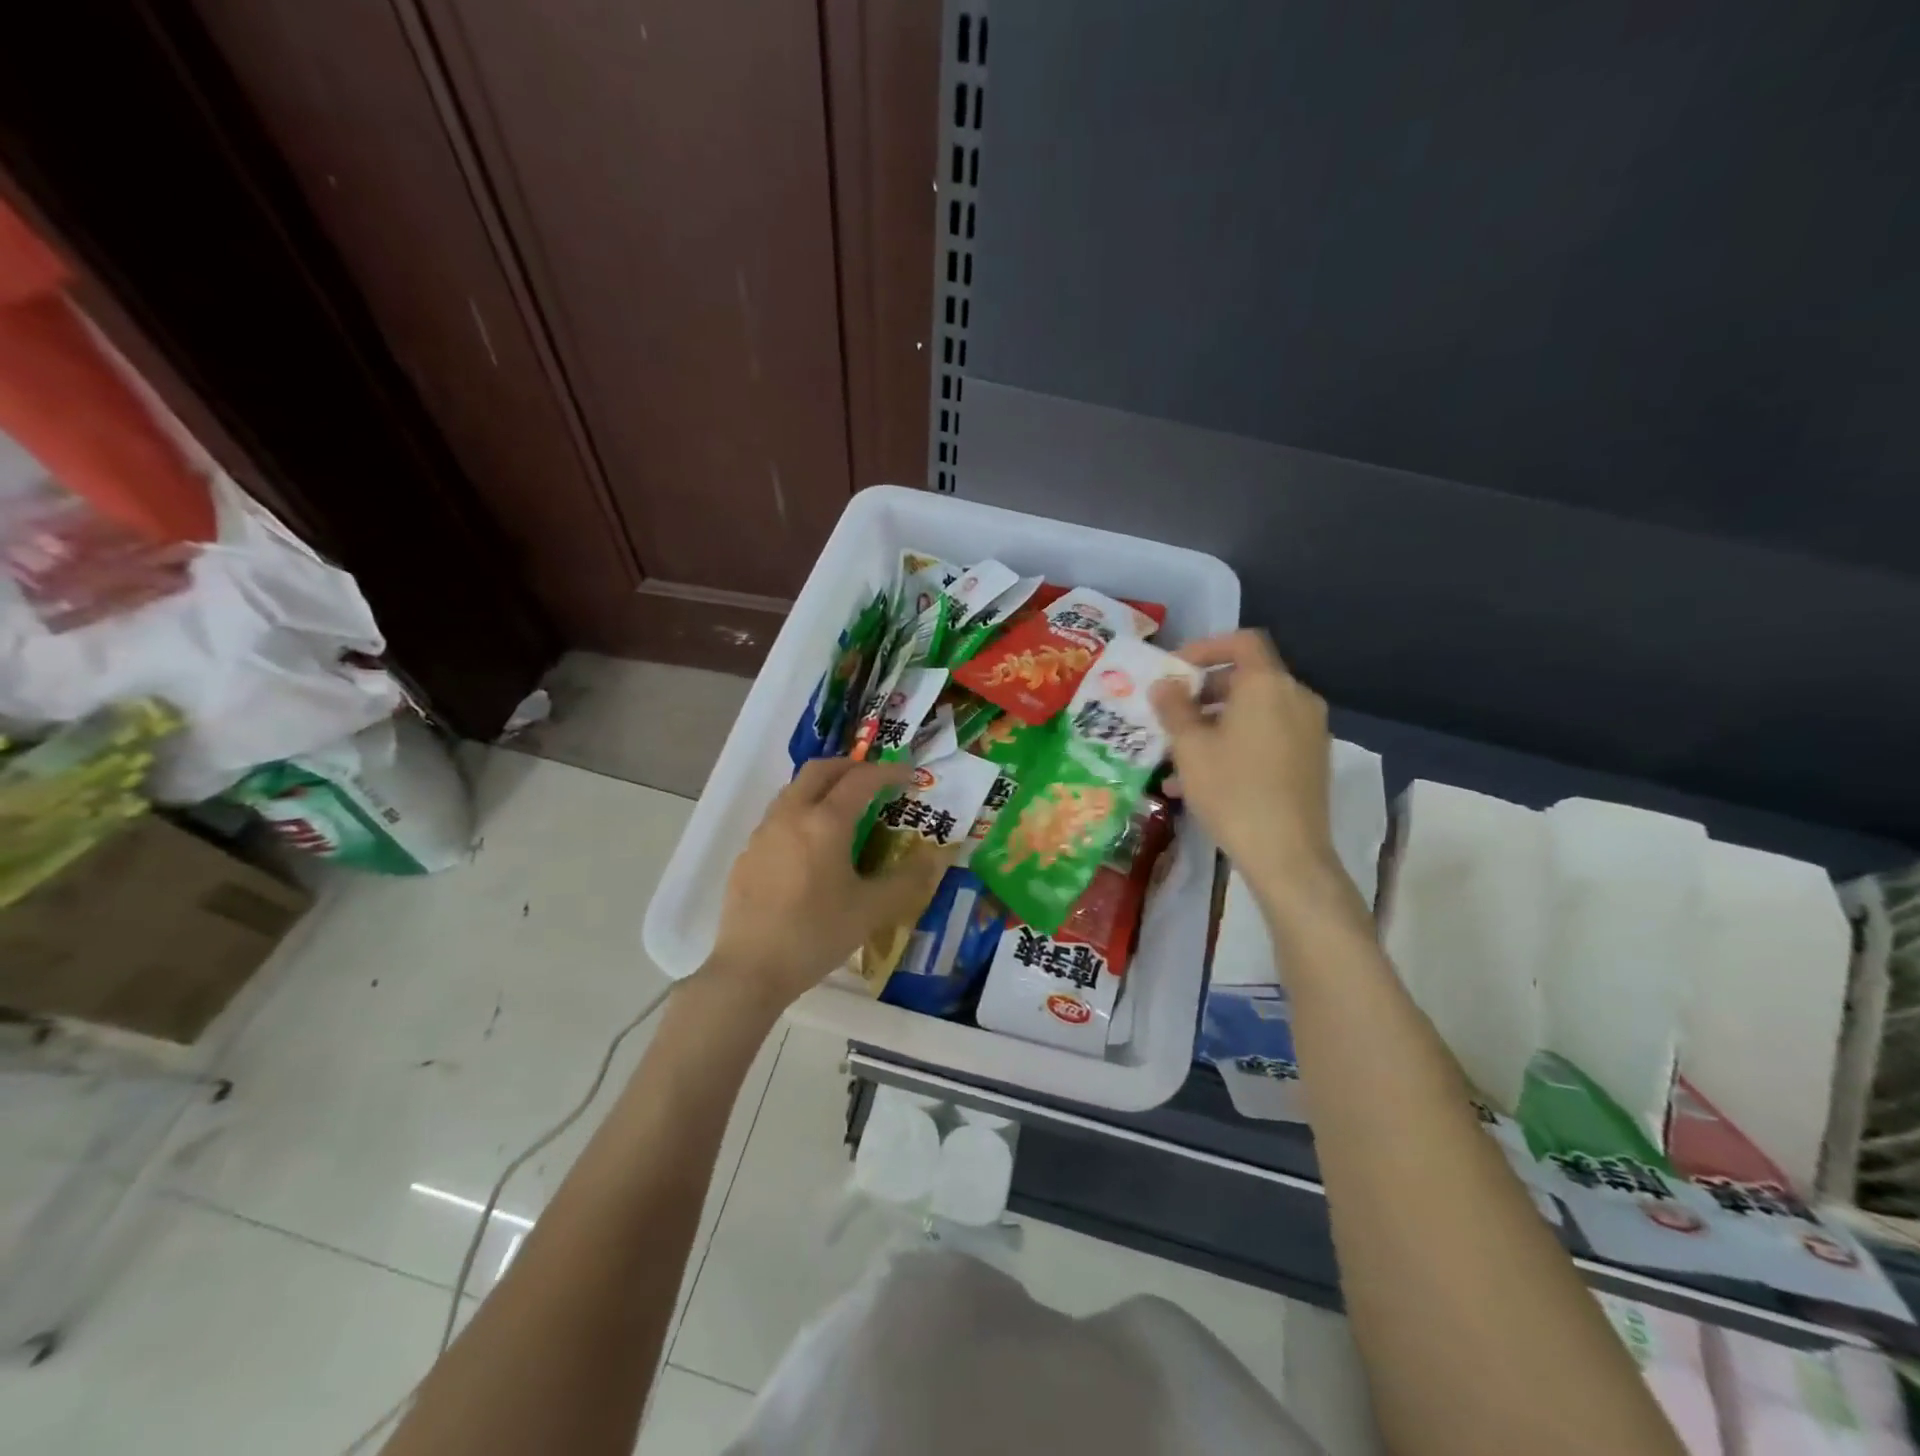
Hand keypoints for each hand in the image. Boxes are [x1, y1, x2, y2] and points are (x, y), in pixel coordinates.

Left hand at [706, 757, 948, 1008]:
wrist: (750, 969)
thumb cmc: (816, 934)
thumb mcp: (872, 910)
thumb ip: (907, 880)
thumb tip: (934, 858)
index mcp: (825, 822)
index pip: (861, 779)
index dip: (889, 771)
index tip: (909, 775)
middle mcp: (791, 815)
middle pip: (820, 770)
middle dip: (851, 766)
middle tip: (874, 780)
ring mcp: (764, 833)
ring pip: (794, 789)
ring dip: (822, 786)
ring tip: (843, 807)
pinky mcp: (748, 854)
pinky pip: (778, 816)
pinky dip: (802, 811)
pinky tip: (811, 845)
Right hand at [1149, 631, 1351, 920]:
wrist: (1287, 854)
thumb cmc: (1232, 791)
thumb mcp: (1190, 747)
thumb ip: (1174, 708)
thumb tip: (1164, 685)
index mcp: (1268, 685)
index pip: (1241, 642)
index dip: (1205, 648)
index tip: (1174, 671)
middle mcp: (1296, 698)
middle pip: (1247, 678)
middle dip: (1204, 692)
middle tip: (1172, 714)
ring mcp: (1310, 730)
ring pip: (1254, 713)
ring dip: (1215, 724)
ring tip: (1178, 756)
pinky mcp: (1312, 760)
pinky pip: (1268, 737)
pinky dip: (1236, 744)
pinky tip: (1203, 780)